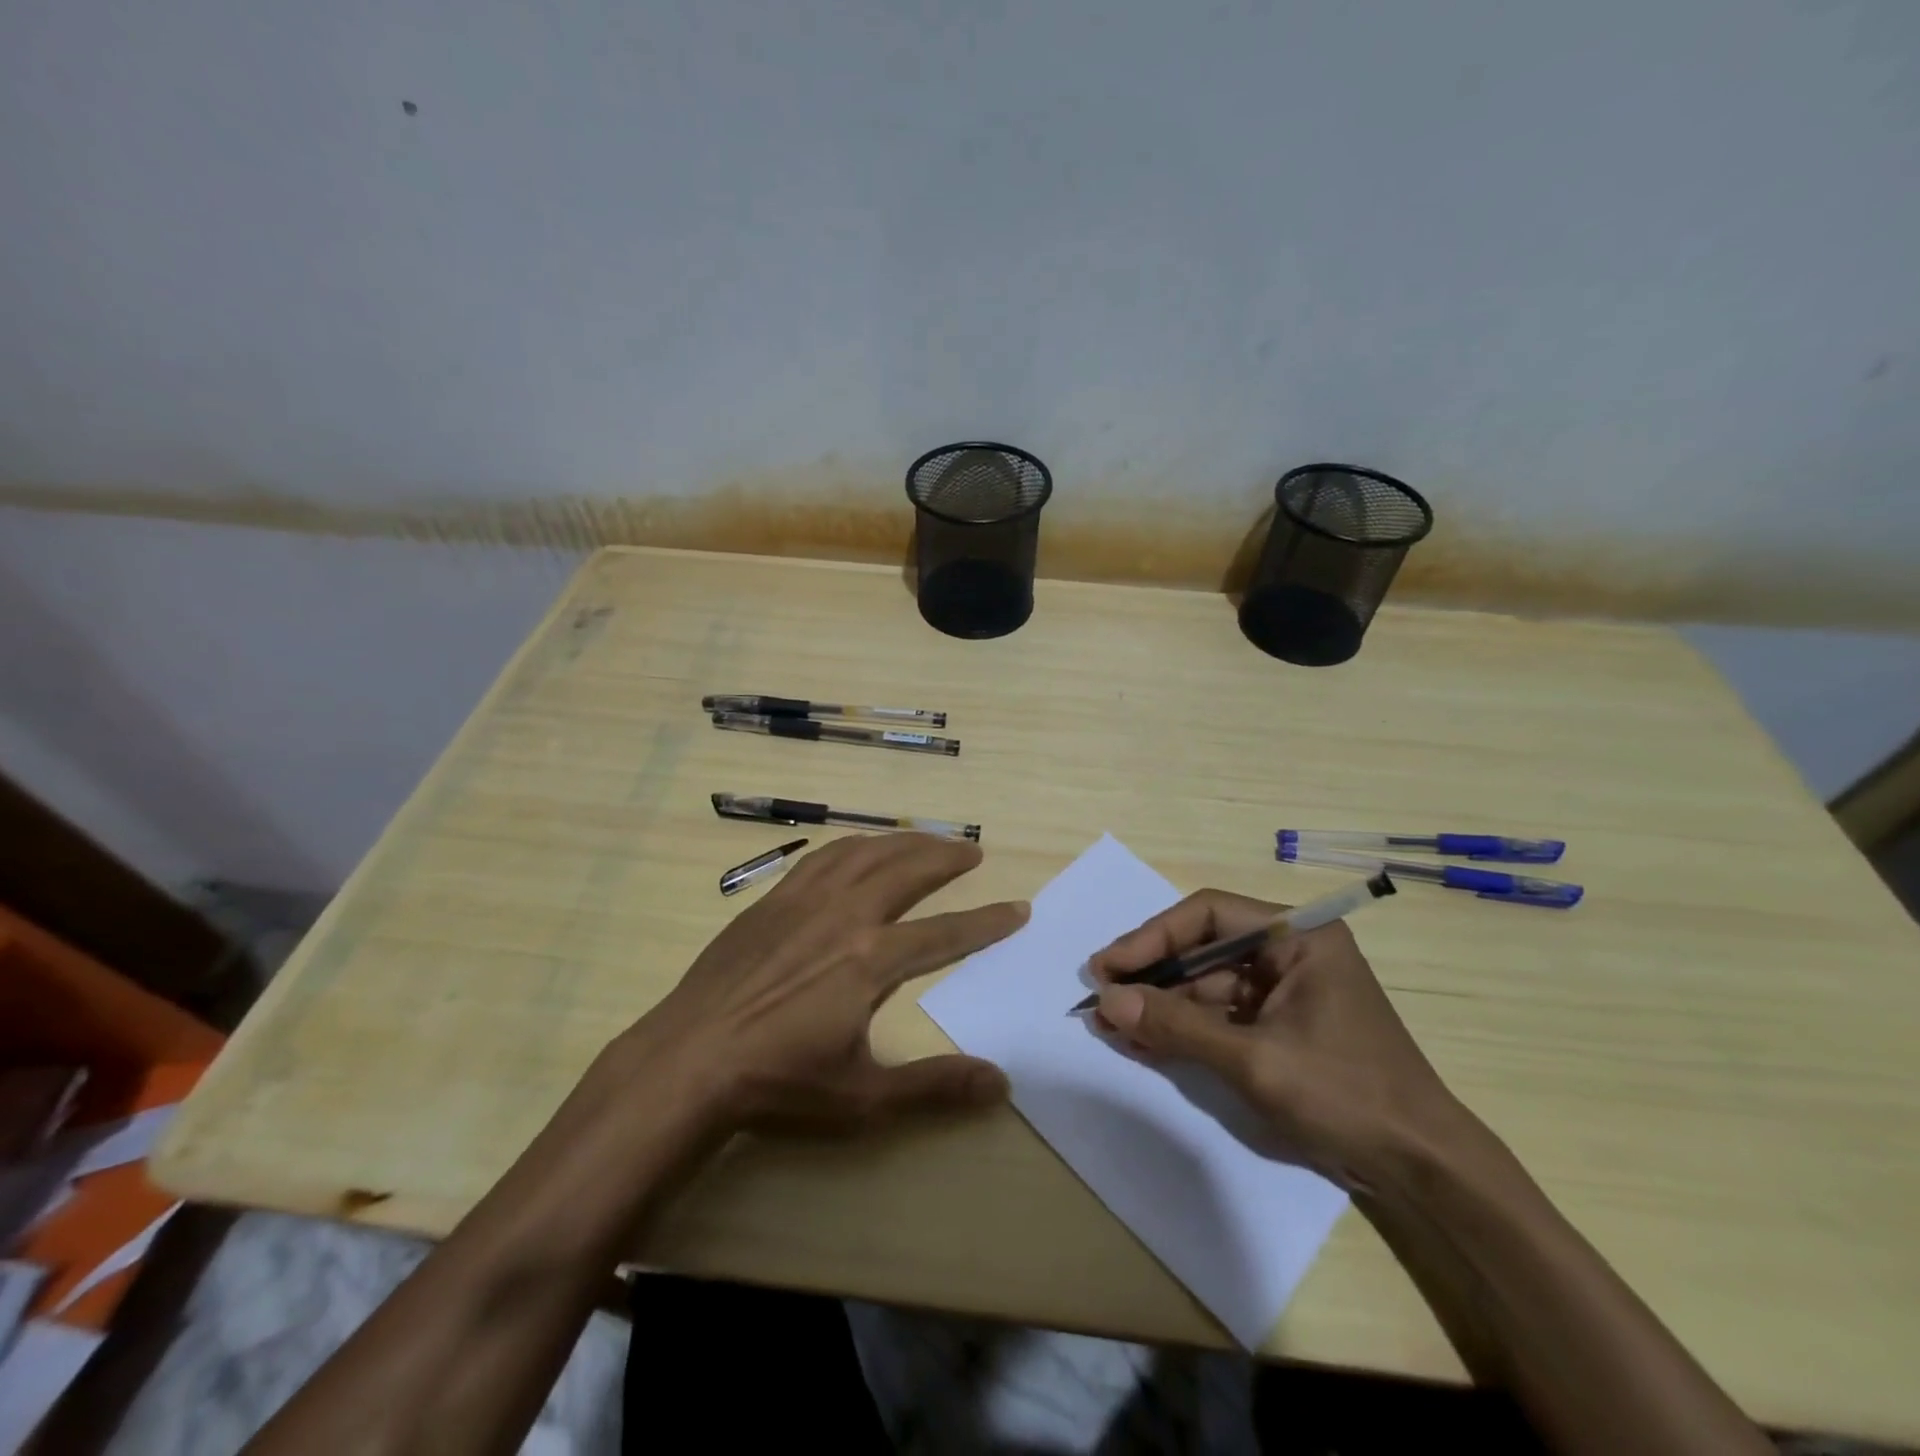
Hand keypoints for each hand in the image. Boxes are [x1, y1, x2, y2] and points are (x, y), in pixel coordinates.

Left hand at [635, 833, 1027, 1134]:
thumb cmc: (777, 1084)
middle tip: (973, 850)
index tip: (1018, 908)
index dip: (986, 922)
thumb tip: (1001, 1082)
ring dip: (903, 841)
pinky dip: (853, 846)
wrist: (687, 1061)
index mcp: (871, 960)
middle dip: (946, 857)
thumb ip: (934, 1086)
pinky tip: (858, 850)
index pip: (945, 933)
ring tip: (927, 840)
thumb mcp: (863, 1098)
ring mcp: (803, 902)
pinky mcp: (771, 901)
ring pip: (865, 853)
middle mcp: (844, 915)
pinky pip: (822, 858)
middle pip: (907, 870)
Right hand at [1089, 890, 1463, 1189]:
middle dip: (1152, 975)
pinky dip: (1184, 1029)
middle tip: (1101, 996)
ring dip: (1162, 1005)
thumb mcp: (1255, 1060)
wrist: (1422, 1170)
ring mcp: (1283, 990)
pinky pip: (1219, 1015)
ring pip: (1206, 984)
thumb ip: (1179, 1027)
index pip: (1209, 914)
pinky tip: (1144, 1042)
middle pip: (1203, 948)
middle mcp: (1289, 951)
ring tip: (1112, 1025)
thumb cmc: (1346, 1095)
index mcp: (1297, 936)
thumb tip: (1106, 1002)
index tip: (1108, 967)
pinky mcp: (1278, 1025)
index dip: (1153, 937)